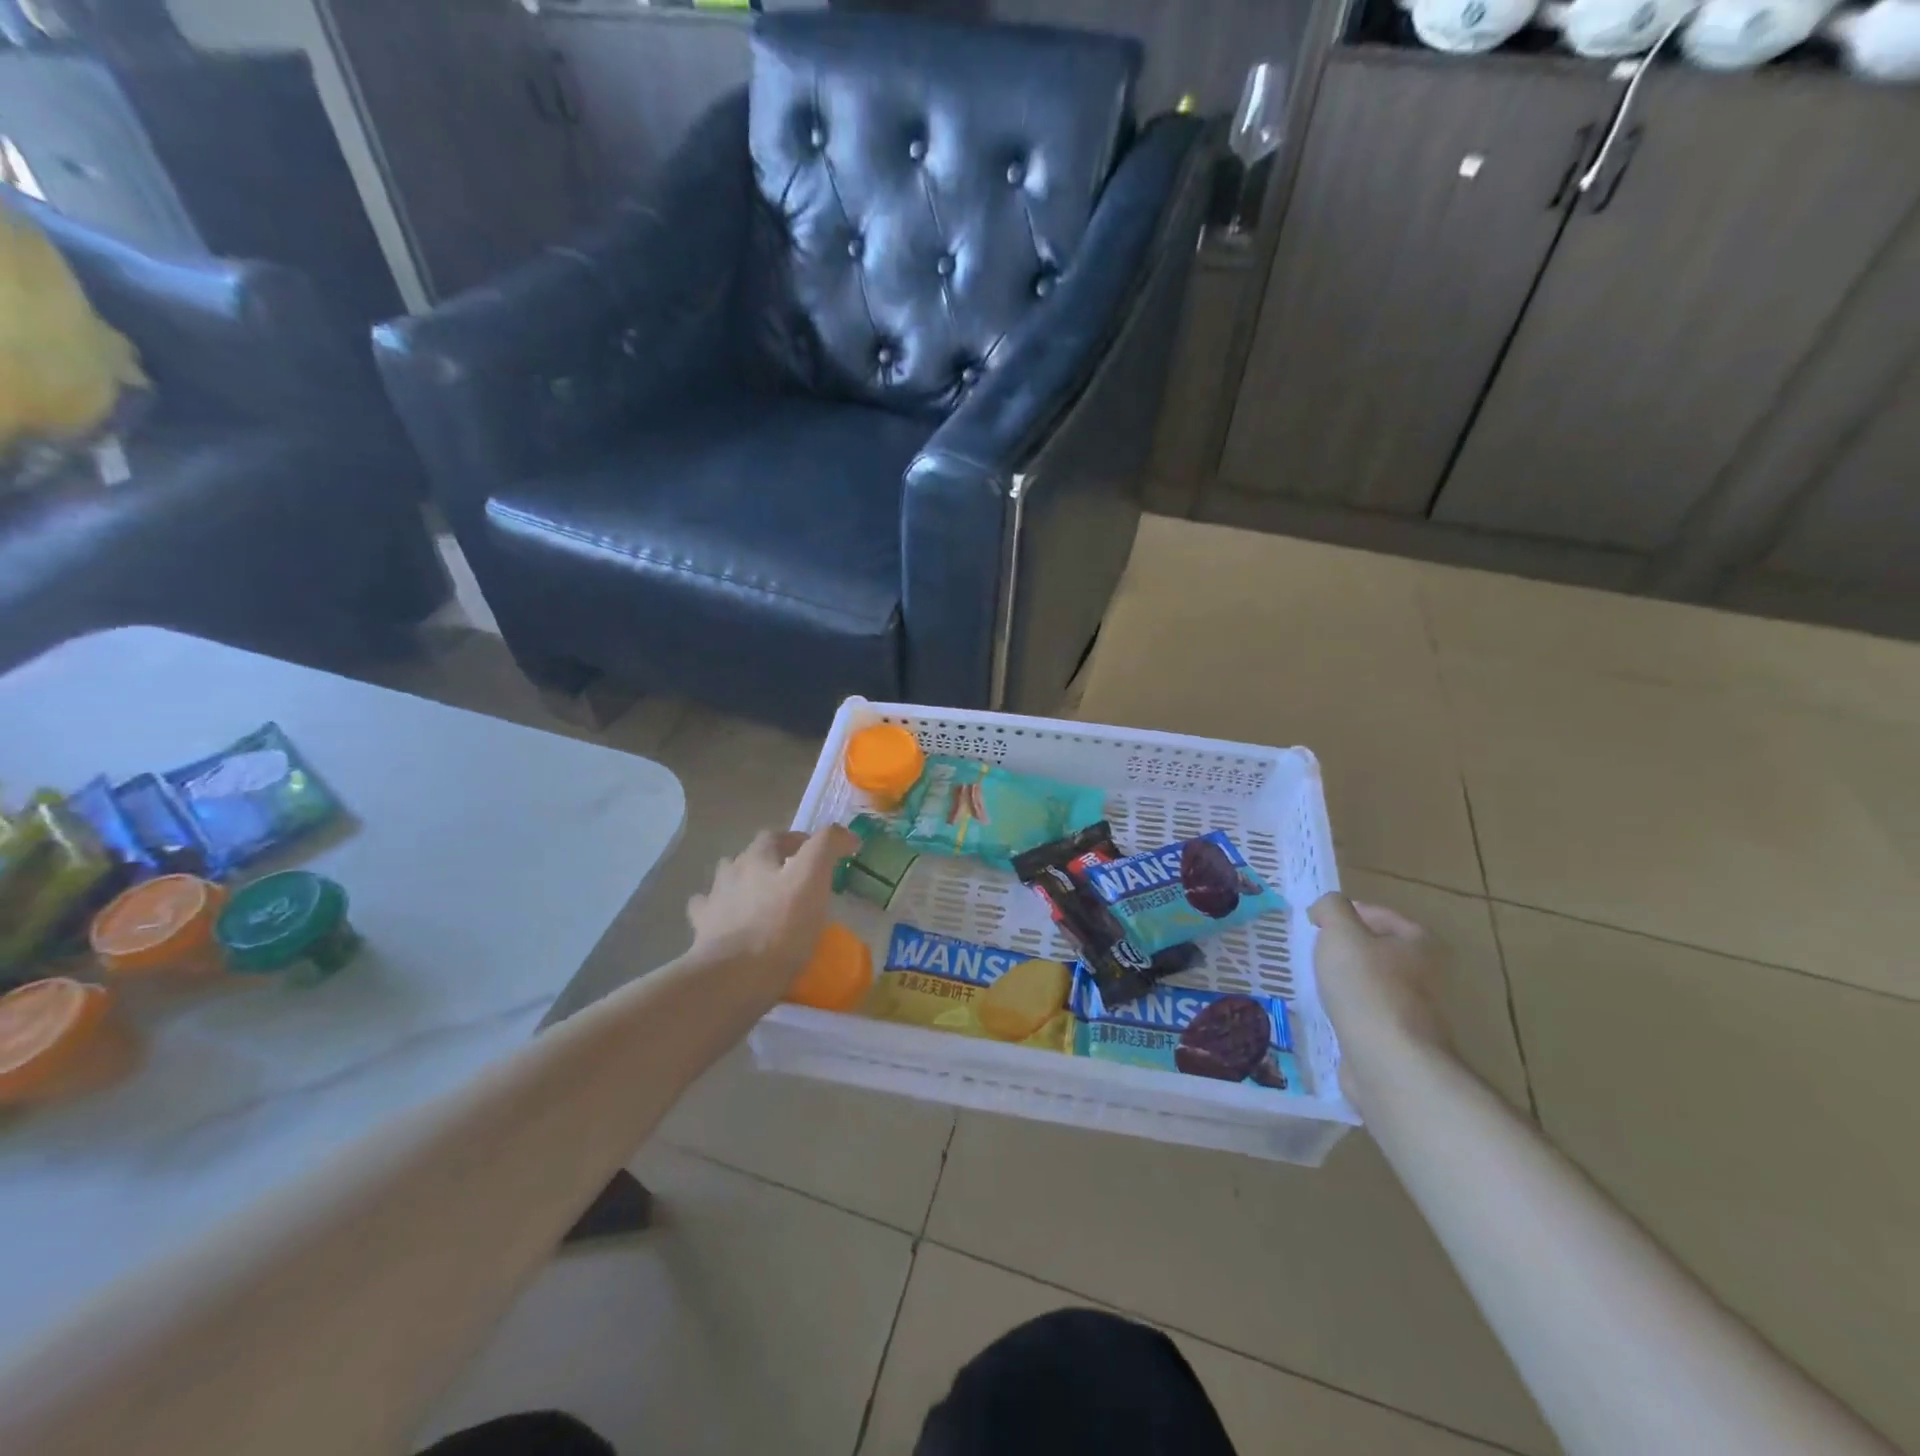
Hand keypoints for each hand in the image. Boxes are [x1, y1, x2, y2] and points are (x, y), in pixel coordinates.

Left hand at [686, 825, 858, 1007]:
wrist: (734, 976)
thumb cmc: (780, 926)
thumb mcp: (813, 879)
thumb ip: (827, 848)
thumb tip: (845, 834)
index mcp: (758, 857)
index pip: (777, 836)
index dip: (798, 841)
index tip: (819, 855)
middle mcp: (731, 872)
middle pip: (749, 857)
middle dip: (770, 862)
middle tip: (793, 879)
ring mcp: (713, 903)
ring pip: (726, 882)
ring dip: (743, 884)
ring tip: (761, 899)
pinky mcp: (702, 933)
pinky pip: (709, 915)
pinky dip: (720, 913)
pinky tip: (730, 922)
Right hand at [1308, 893, 1450, 1078]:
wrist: (1389, 1060)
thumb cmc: (1366, 986)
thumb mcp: (1340, 932)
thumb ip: (1331, 909)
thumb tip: (1326, 909)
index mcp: (1419, 944)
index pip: (1381, 915)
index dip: (1348, 913)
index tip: (1318, 923)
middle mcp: (1427, 976)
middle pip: (1379, 951)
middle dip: (1348, 950)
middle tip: (1317, 952)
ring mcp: (1416, 1012)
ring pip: (1373, 985)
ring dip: (1348, 983)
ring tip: (1319, 984)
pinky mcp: (1400, 1042)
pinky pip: (1369, 1016)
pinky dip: (1350, 1012)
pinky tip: (1331, 1015)